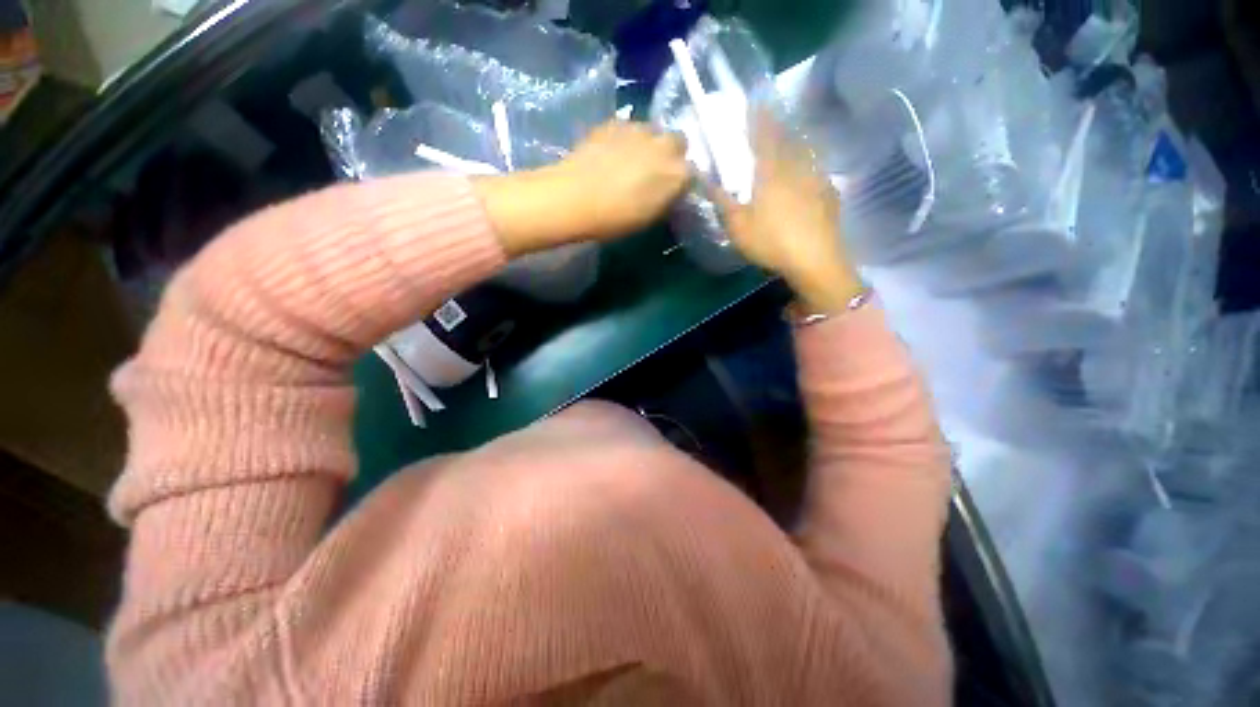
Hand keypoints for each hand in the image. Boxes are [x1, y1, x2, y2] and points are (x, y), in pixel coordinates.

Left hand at [474, 121, 688, 255]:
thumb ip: (666, 198)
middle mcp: (665, 145)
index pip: (692, 172)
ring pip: (654, 131)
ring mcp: (640, 129)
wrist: (574, 198)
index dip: (682, 180)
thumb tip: (670, 189)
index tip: (672, 189)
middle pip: (678, 142)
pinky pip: (630, 128)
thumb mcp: (649, 217)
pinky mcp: (615, 122)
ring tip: (630, 161)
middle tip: (654, 171)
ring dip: (649, 144)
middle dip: (671, 154)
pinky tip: (611, 153)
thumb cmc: (615, 219)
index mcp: (677, 173)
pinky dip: (627, 138)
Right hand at [713, 114, 863, 312]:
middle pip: (786, 139)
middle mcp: (795, 167)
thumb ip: (721, 200)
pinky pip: (817, 169)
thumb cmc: (770, 240)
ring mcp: (816, 179)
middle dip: (777, 127)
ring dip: (794, 142)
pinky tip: (807, 172)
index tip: (754, 103)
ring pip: (804, 152)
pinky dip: (809, 164)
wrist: (814, 259)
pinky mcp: (828, 194)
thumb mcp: (737, 225)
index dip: (758, 118)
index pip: (763, 136)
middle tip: (770, 121)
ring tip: (788, 141)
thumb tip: (703, 178)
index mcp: (771, 171)